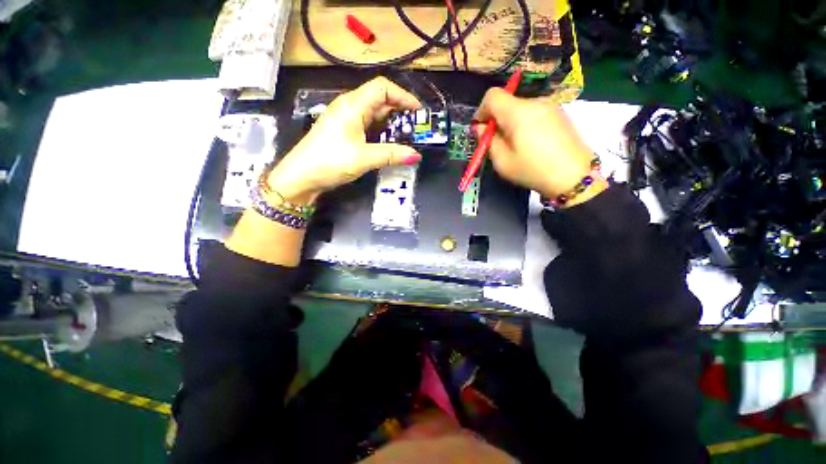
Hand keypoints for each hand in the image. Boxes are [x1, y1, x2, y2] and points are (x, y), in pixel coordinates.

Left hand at [267, 77, 422, 203]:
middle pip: (379, 99)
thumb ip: (391, 155)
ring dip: (391, 123)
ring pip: (373, 114)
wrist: (300, 176)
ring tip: (406, 137)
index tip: (418, 112)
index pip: (383, 88)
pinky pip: (367, 126)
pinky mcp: (343, 132)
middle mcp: (349, 107)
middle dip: (400, 111)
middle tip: (415, 128)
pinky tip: (388, 144)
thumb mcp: (363, 158)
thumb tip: (416, 155)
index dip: (403, 96)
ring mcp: (345, 119)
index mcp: (353, 105)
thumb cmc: (330, 162)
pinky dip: (380, 132)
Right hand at [474, 89, 607, 206]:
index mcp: (518, 112)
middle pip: (507, 103)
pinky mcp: (559, 114)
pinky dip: (525, 124)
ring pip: (520, 109)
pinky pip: (534, 113)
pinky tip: (531, 144)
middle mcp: (535, 102)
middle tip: (497, 143)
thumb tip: (481, 128)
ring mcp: (550, 106)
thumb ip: (488, 141)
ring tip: (515, 146)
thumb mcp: (502, 161)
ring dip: (511, 123)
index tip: (481, 130)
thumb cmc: (533, 170)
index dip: (482, 110)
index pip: (492, 95)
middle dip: (496, 120)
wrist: (574, 176)